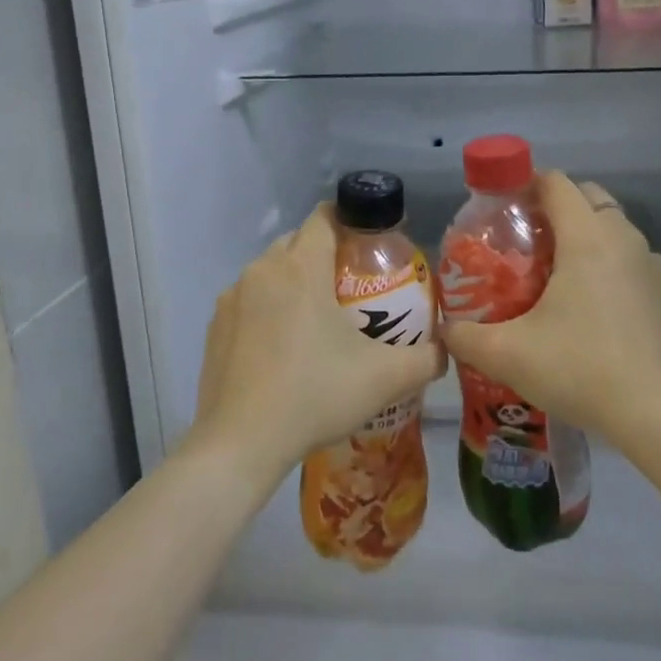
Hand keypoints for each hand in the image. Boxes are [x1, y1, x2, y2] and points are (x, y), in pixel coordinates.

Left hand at [190, 205, 442, 483]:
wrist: (240, 443)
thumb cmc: (315, 395)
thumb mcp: (384, 378)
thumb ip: (426, 359)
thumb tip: (446, 350)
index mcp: (301, 267)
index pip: (324, 217)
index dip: (349, 221)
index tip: (368, 244)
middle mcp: (263, 270)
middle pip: (297, 241)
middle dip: (323, 253)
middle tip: (351, 286)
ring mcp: (232, 297)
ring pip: (270, 271)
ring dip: (292, 282)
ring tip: (316, 319)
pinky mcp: (214, 326)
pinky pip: (248, 301)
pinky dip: (267, 309)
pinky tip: (281, 348)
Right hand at [442, 173, 660, 445]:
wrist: (657, 416)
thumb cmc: (579, 369)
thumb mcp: (508, 355)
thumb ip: (466, 337)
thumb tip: (444, 329)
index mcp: (587, 237)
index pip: (556, 182)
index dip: (526, 184)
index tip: (503, 206)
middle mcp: (624, 239)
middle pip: (588, 198)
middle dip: (556, 208)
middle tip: (526, 241)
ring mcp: (652, 266)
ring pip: (613, 230)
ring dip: (585, 237)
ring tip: (555, 275)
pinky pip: (631, 261)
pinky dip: (609, 266)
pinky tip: (591, 309)